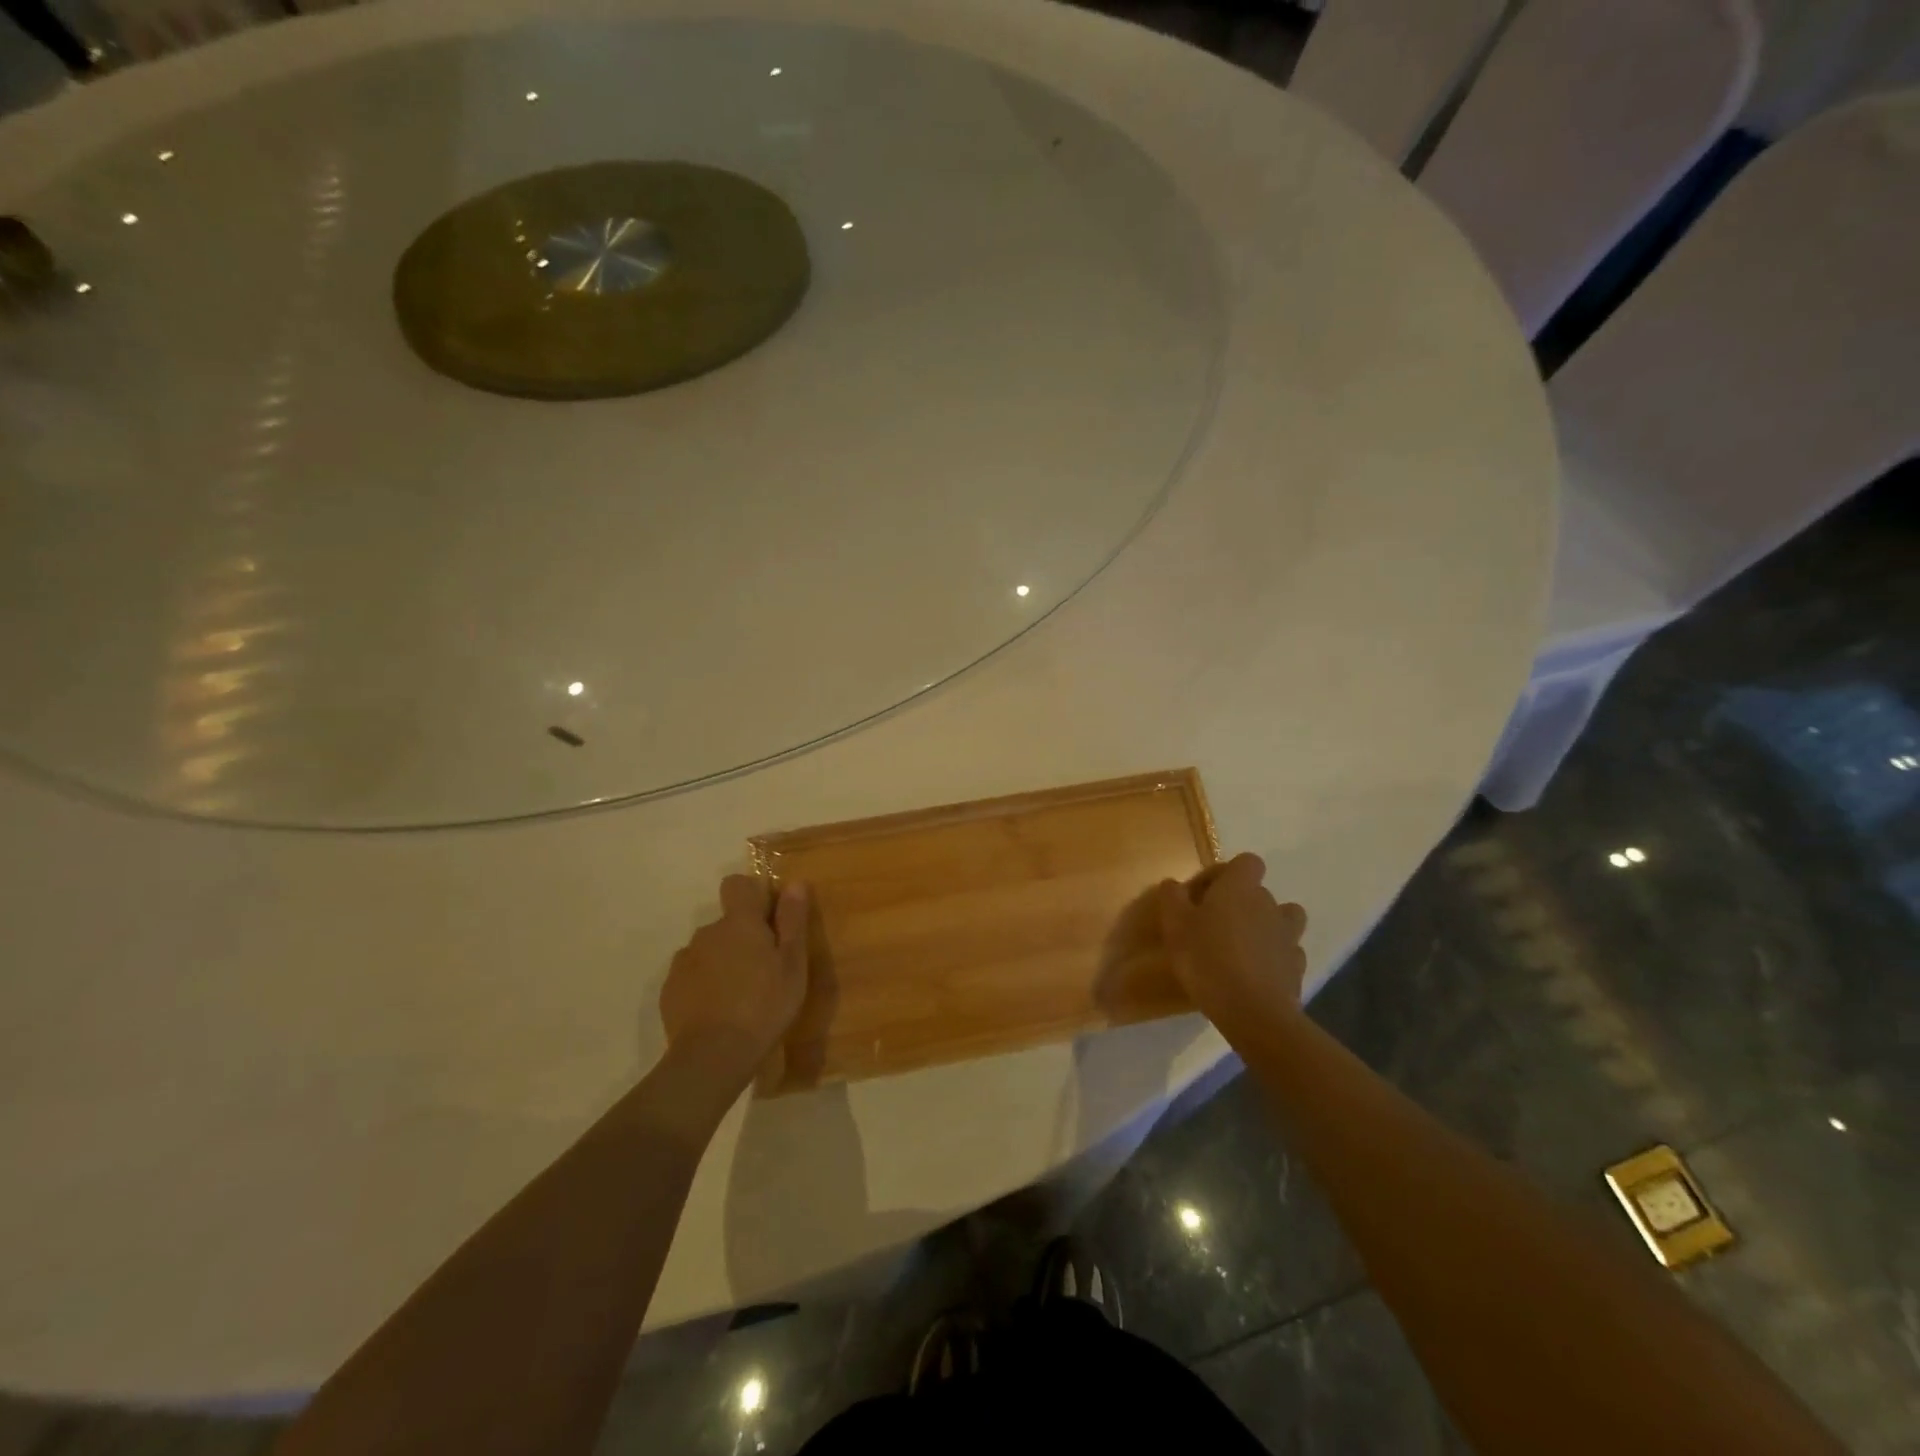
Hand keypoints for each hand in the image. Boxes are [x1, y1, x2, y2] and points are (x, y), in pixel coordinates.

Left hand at [659, 876, 810, 1082]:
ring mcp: (684, 961)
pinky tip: (717, 1011)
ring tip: (740, 995)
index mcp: (739, 923)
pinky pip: (691, 975)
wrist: (713, 1057)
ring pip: (708, 950)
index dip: (752, 894)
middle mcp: (707, 933)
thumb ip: (792, 920)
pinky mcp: (670, 989)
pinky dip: (704, 985)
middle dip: (742, 937)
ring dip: (722, 961)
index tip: (768, 919)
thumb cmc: (765, 1005)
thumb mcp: (793, 964)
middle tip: (763, 970)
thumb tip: (794, 882)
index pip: (737, 884)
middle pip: (726, 923)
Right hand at [1157, 853, 1307, 1037]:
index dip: (1225, 874)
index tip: (1202, 895)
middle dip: (1239, 903)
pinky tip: (1255, 972)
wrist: (1253, 1012)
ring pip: (1282, 919)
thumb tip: (1174, 884)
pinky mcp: (1296, 967)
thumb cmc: (1207, 959)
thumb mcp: (1174, 925)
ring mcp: (1288, 936)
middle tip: (1212, 926)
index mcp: (1240, 888)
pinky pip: (1286, 951)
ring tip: (1241, 946)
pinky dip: (1274, 957)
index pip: (1247, 862)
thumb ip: (1172, 897)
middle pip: (1259, 892)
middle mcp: (1269, 904)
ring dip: (1265, 926)